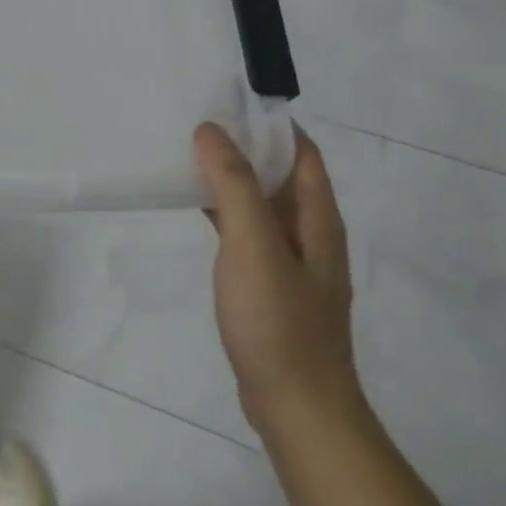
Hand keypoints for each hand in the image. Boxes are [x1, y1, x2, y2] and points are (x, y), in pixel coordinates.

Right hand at [194, 122, 361, 438]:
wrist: (296, 405)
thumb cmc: (277, 321)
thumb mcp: (253, 246)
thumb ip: (235, 185)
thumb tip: (211, 130)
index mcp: (317, 217)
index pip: (301, 152)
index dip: (270, 122)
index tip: (227, 101)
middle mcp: (311, 233)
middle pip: (281, 175)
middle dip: (246, 146)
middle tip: (196, 124)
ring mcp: (292, 263)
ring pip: (262, 204)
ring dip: (233, 178)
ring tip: (189, 157)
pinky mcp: (271, 286)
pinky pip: (249, 232)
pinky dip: (226, 212)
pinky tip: (197, 210)